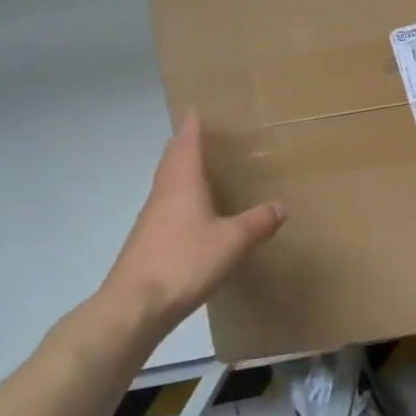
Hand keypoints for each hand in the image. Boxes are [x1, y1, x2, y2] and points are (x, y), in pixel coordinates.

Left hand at [95, 112, 283, 334]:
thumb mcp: (232, 241)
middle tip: (199, 134)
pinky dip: (178, 198)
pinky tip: (191, 214)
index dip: (192, 126)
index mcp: (182, 183)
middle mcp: (163, 194)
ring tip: (198, 169)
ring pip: (166, 184)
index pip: (186, 143)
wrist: (134, 306)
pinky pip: (165, 207)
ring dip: (179, 171)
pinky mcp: (146, 242)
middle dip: (183, 145)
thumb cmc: (184, 261)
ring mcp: (151, 219)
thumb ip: (257, 222)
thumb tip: (281, 205)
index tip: (196, 109)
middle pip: (171, 160)